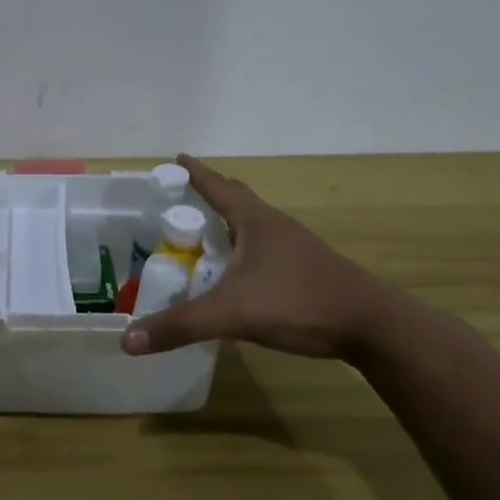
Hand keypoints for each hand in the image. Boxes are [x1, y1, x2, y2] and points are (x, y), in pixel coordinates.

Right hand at [121, 155, 401, 359]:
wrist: (372, 325)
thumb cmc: (298, 302)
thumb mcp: (232, 313)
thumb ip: (180, 326)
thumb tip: (128, 340)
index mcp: (255, 221)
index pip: (218, 186)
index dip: (195, 173)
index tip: (175, 159)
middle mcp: (274, 226)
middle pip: (236, 200)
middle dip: (208, 196)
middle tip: (180, 201)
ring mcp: (294, 247)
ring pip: (251, 226)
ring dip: (226, 225)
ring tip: (201, 237)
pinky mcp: (304, 270)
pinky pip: (263, 249)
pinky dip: (241, 251)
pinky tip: (234, 274)